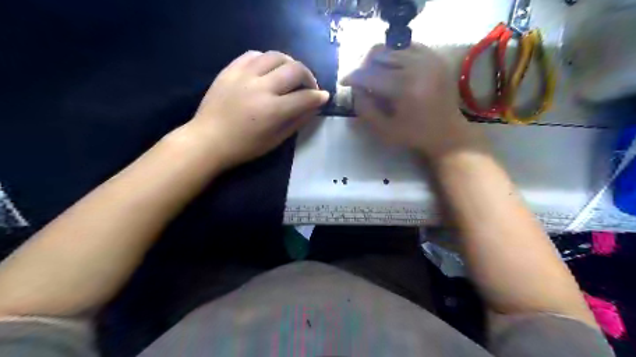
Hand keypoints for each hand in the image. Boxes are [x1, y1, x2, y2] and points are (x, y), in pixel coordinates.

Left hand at [184, 48, 330, 169]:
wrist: (208, 140)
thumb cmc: (244, 147)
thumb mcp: (276, 140)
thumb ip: (297, 121)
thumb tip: (315, 105)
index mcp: (272, 110)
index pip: (305, 97)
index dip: (318, 97)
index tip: (323, 97)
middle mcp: (261, 87)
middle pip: (295, 69)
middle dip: (309, 77)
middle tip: (309, 87)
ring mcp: (244, 75)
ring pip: (276, 56)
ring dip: (290, 63)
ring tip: (291, 75)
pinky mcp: (230, 69)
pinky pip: (254, 54)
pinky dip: (267, 60)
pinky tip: (269, 69)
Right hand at [342, 43, 487, 160]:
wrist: (446, 132)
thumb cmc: (414, 135)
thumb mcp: (384, 131)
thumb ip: (365, 110)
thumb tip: (355, 89)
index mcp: (405, 88)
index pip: (370, 74)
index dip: (353, 77)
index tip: (344, 82)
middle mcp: (418, 66)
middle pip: (379, 54)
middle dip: (364, 65)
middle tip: (360, 79)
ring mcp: (429, 58)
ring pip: (392, 47)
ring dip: (378, 59)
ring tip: (374, 73)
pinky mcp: (435, 57)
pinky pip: (408, 45)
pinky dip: (395, 54)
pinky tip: (392, 68)